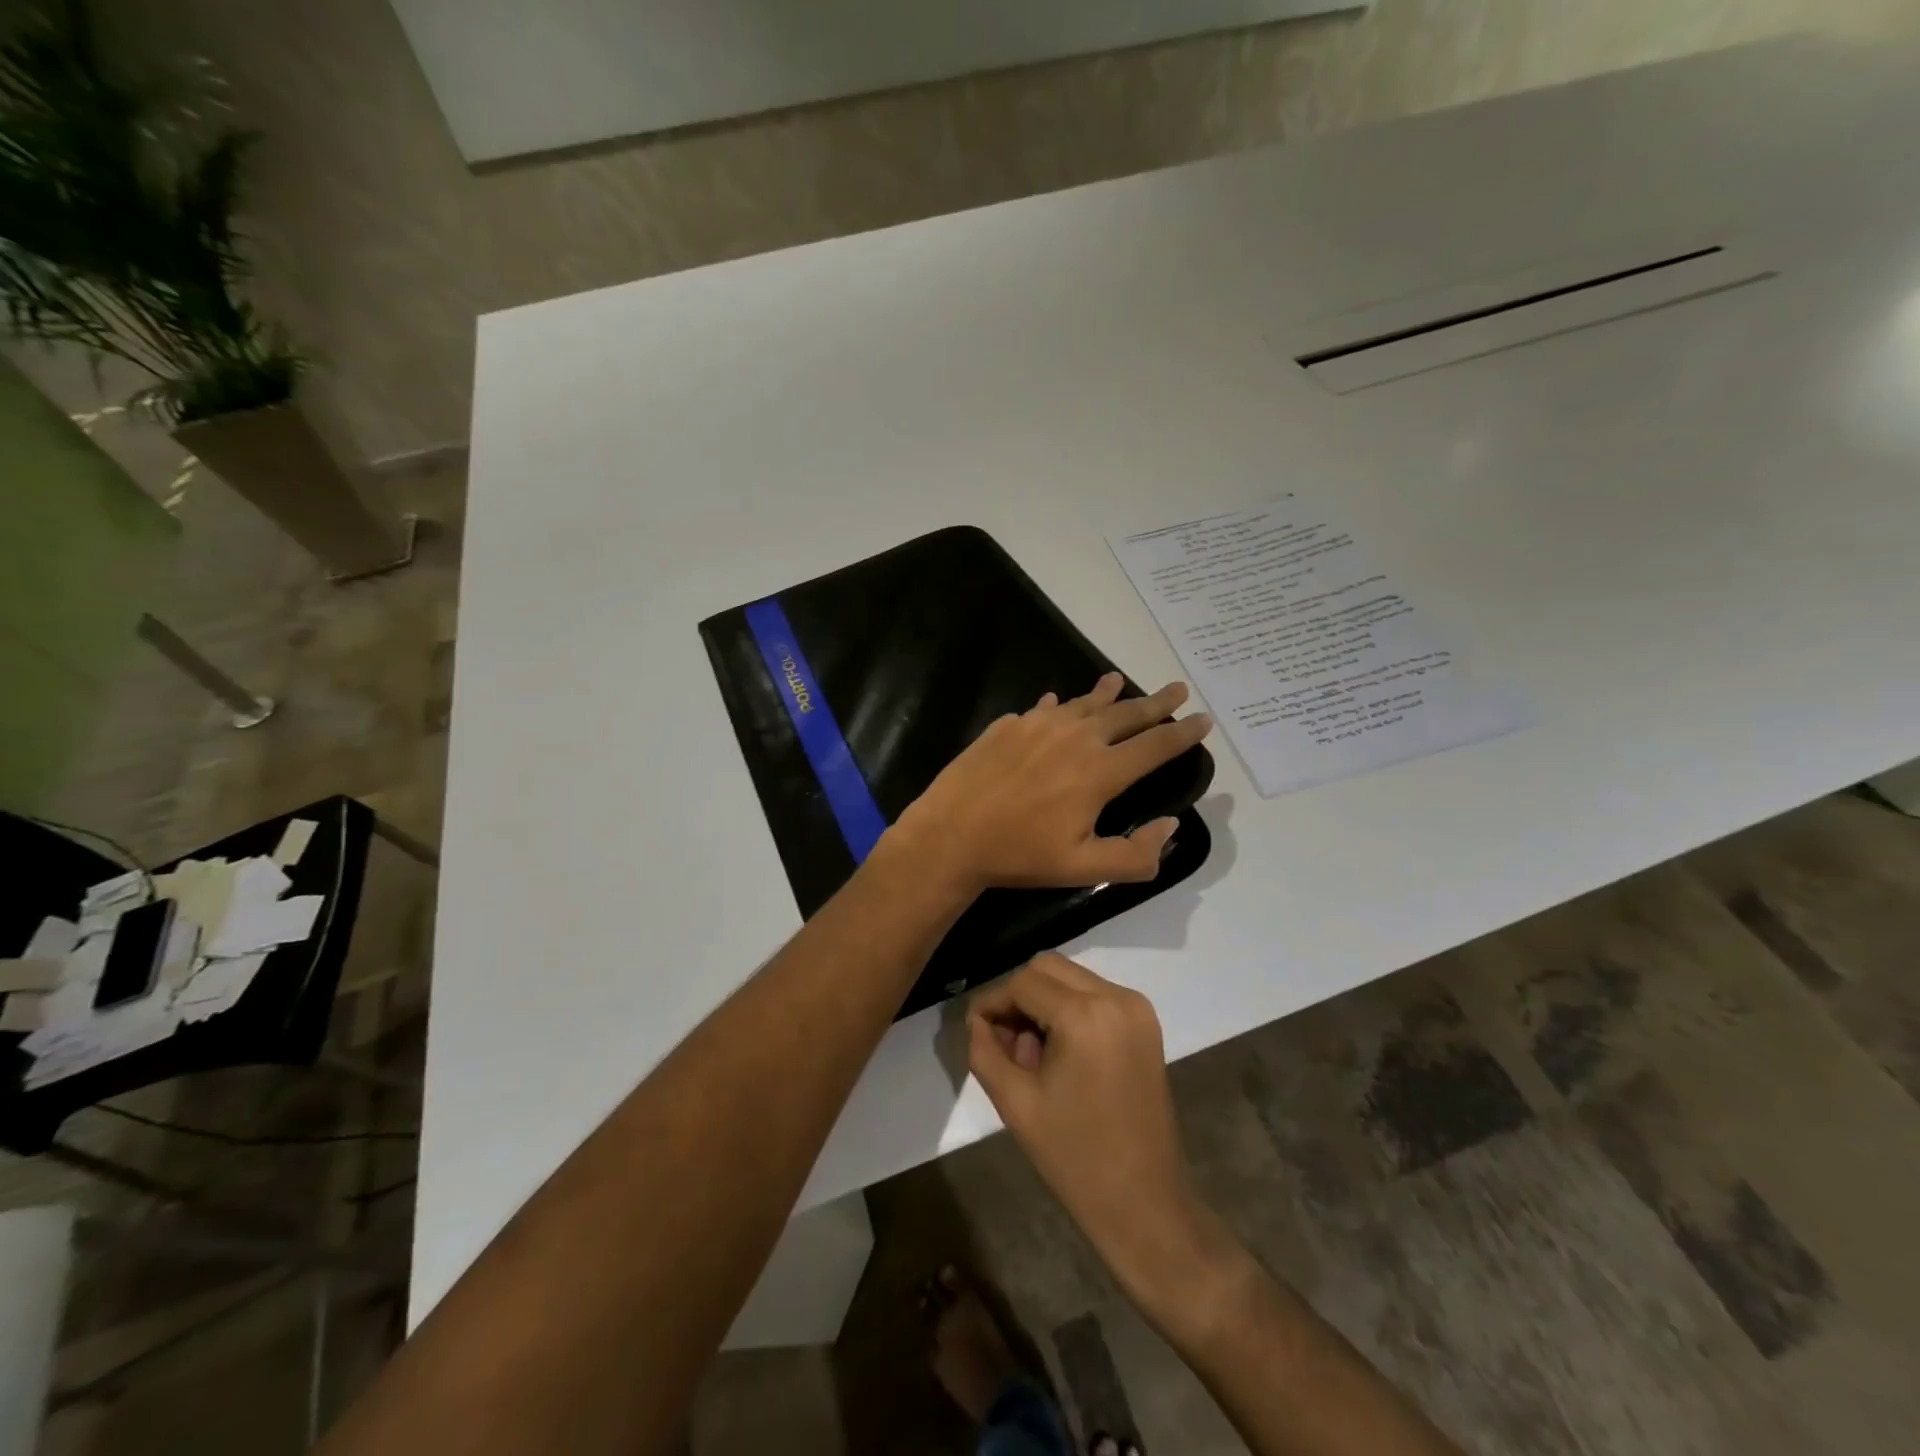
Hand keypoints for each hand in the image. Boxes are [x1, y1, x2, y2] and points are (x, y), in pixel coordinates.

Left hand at [891, 673, 1210, 894]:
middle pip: (1126, 714)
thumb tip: (1170, 825)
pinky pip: (1042, 708)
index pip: (1155, 745)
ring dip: (1106, 694)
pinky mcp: (1007, 726)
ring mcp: (1037, 726)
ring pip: (1083, 703)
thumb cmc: (1020, 855)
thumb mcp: (1085, 868)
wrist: (951, 835)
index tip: (1203, 718)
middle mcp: (1075, 737)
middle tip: (1177, 687)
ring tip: (1118, 680)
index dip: (1183, 733)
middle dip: (1156, 702)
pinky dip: (1059, 705)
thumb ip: (1136, 854)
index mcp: (1100, 771)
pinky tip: (1056, 701)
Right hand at [967, 954, 1209, 1301]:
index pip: (1023, 983)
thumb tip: (977, 1020)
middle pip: (1048, 968)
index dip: (993, 1002)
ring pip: (1071, 978)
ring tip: (1032, 1054)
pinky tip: (1060, 1052)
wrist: (1144, 1203)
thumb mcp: (1015, 1103)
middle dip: (1019, 997)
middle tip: (1004, 1042)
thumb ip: (985, 1051)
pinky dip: (1069, 1010)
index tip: (975, 1029)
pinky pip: (1094, 995)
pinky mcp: (1146, 1022)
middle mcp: (1116, 997)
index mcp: (1086, 1015)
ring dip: (1043, 1002)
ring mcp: (1137, 1008)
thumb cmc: (1074, 1157)